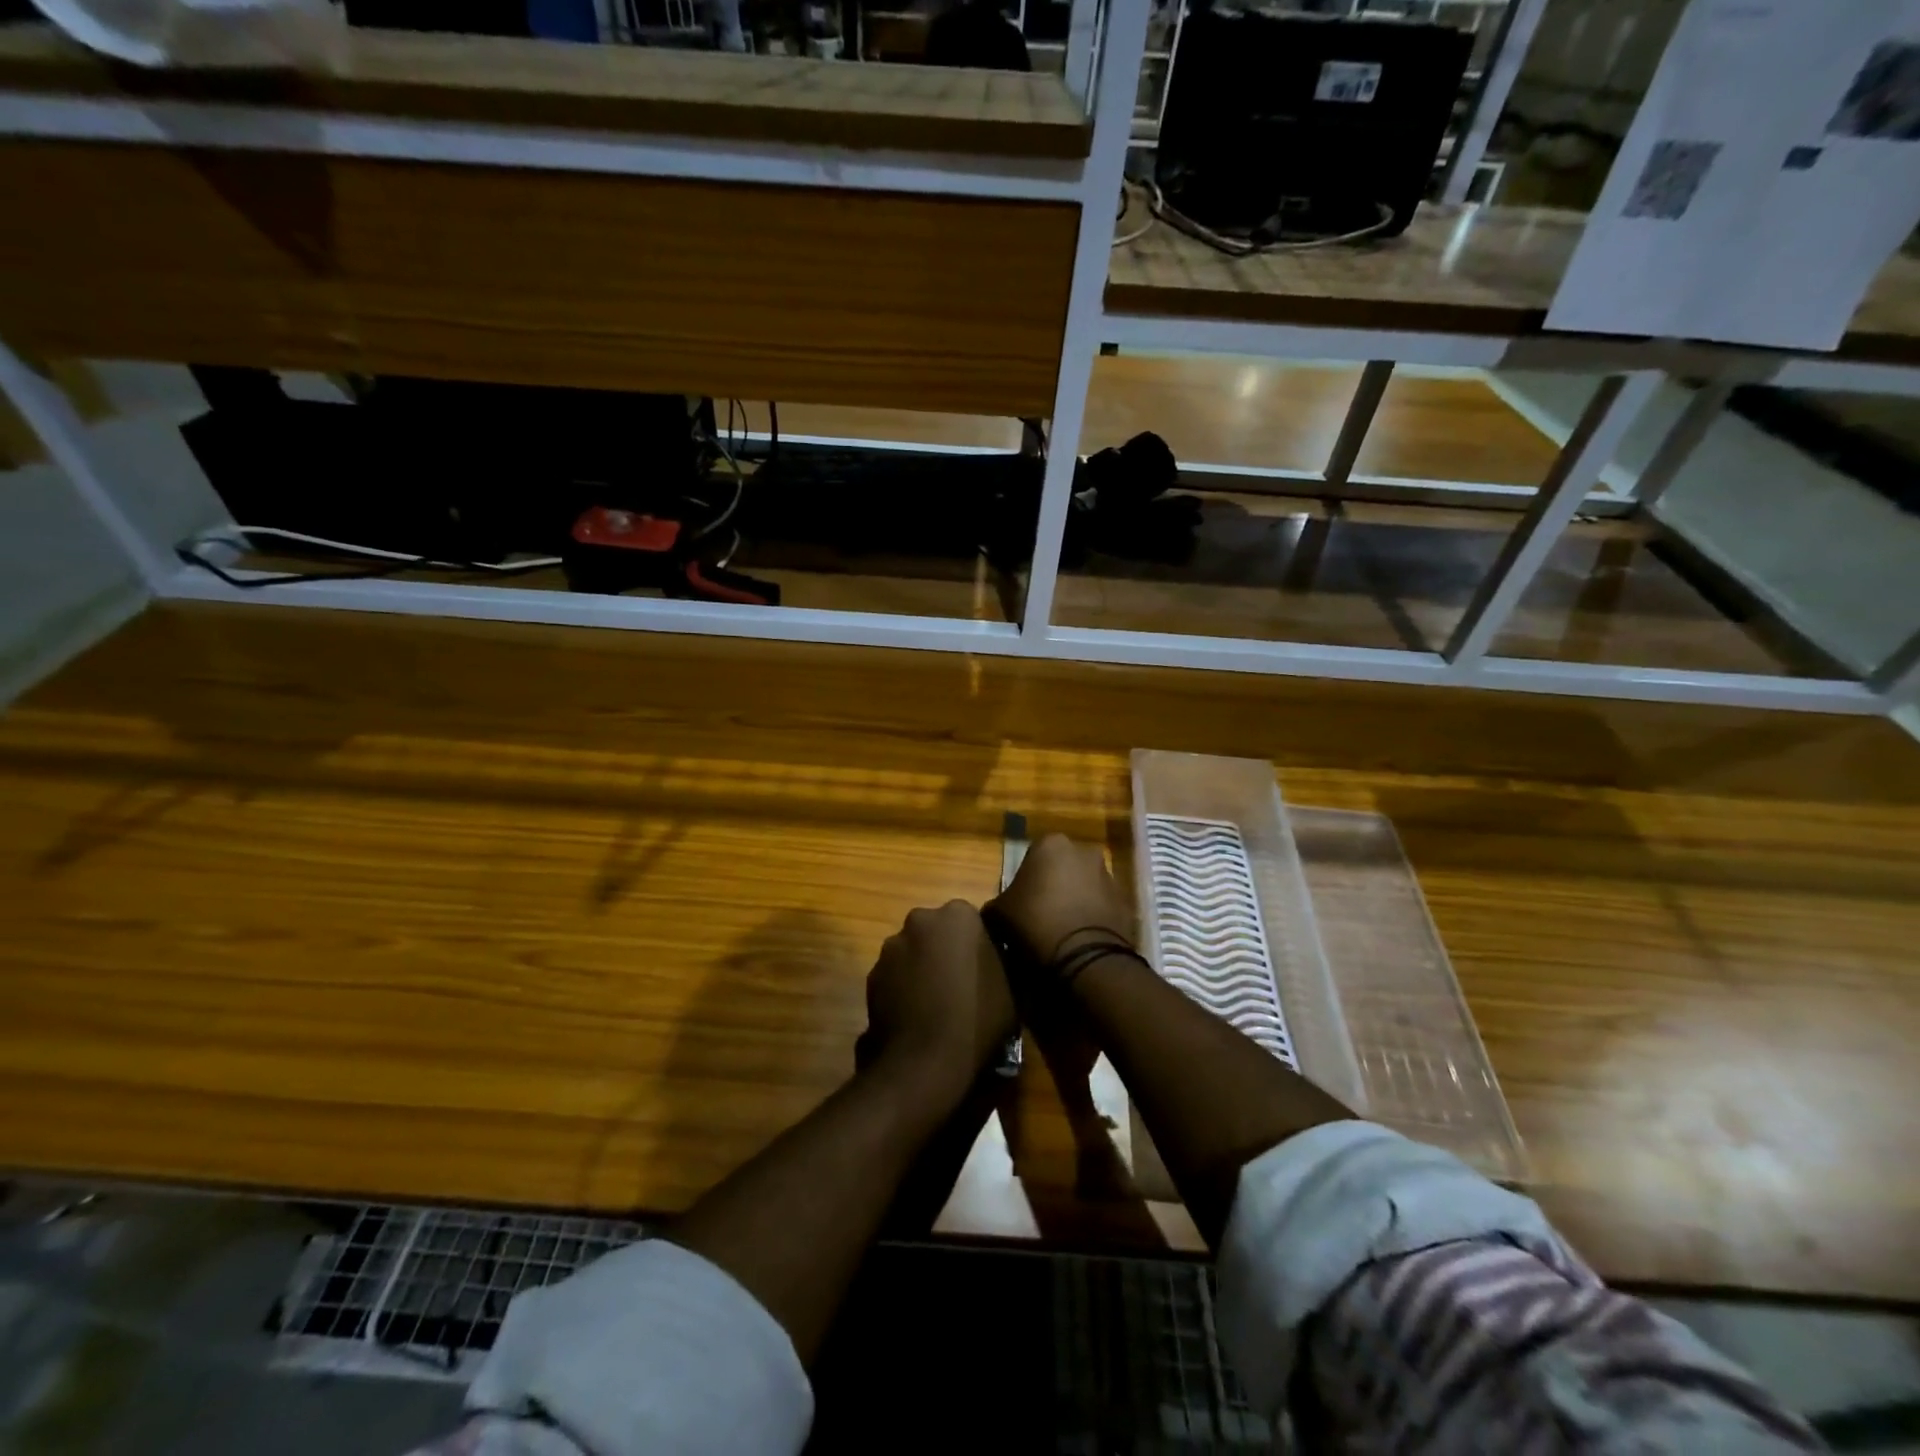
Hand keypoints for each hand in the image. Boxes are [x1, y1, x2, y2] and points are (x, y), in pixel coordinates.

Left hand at [859, 900, 1016, 1107]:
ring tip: (935, 1004)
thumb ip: (997, 960)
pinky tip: (915, 1015)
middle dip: (944, 950)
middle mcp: (920, 919)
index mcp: (959, 915)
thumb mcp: (1011, 987)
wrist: (926, 1061)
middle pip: (936, 930)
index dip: (976, 945)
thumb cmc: (978, 1018)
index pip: (970, 920)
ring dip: (921, 968)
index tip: (983, 969)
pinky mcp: (871, 974)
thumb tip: (991, 959)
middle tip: (959, 984)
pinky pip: (894, 975)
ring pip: (912, 951)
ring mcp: (891, 946)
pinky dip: (902, 988)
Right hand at [993, 833, 1133, 967]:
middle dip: (1054, 886)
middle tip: (1040, 915)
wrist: (1085, 956)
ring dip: (1076, 900)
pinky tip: (1082, 939)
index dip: (1025, 881)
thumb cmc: (1035, 922)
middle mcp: (1084, 851)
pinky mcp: (1126, 901)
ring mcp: (1109, 875)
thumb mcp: (999, 914)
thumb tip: (994, 912)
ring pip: (1085, 885)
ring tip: (1062, 931)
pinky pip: (1103, 906)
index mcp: (1051, 844)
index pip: (1033, 857)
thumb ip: (995, 905)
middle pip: (1062, 867)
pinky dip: (1094, 917)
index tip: (1021, 904)